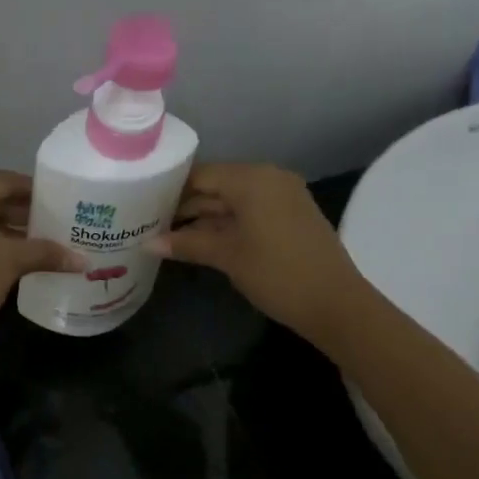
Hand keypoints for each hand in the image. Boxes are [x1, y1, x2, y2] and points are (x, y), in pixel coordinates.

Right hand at [147, 163, 368, 342]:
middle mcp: (269, 178)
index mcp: (252, 179)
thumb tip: (147, 243)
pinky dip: (227, 224)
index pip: (201, 175)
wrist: (335, 303)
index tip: (143, 205)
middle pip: (217, 185)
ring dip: (205, 218)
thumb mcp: (227, 257)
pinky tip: (202, 241)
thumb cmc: (277, 273)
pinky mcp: (291, 216)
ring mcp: (283, 196)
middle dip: (186, 206)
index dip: (171, 190)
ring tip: (169, 235)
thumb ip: (187, 244)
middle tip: (150, 223)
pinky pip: (251, 211)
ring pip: (233, 200)